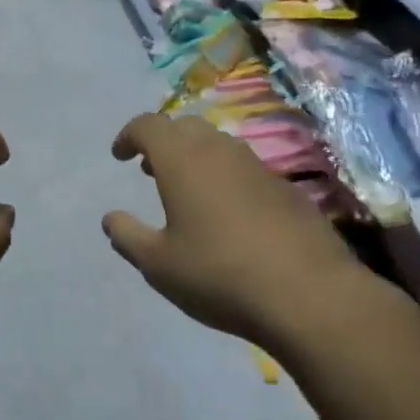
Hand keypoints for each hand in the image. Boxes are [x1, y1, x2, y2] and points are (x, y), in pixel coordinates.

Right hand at [102, 112, 375, 349]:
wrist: (308, 294)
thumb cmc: (219, 275)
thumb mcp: (159, 265)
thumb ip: (128, 237)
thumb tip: (111, 218)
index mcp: (182, 160)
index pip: (148, 125)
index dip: (129, 135)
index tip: (120, 155)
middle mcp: (219, 151)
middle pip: (184, 127)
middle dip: (163, 142)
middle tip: (150, 170)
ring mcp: (257, 166)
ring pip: (217, 144)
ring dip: (194, 156)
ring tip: (186, 190)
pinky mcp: (285, 187)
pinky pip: (243, 167)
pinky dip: (224, 176)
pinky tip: (227, 214)